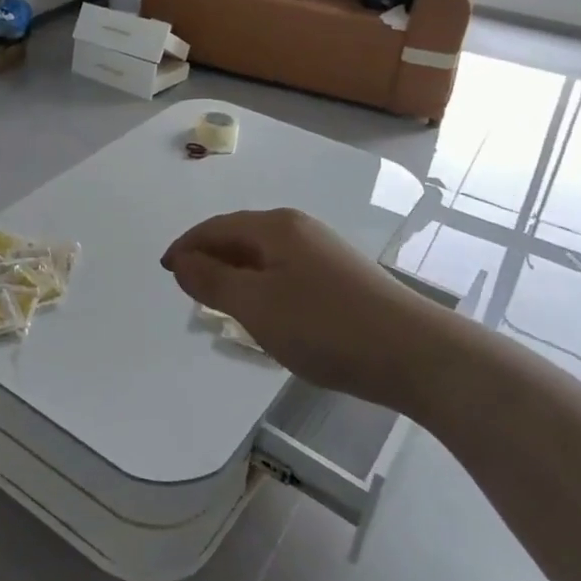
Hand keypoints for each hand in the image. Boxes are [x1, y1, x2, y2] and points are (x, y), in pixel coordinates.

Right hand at [161, 208, 446, 405]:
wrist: (416, 353)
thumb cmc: (325, 326)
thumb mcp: (255, 306)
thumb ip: (211, 281)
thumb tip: (181, 261)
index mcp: (274, 227)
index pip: (216, 228)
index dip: (186, 247)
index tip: (165, 269)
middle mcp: (299, 228)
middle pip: (241, 237)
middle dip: (210, 258)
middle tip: (189, 288)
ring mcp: (324, 251)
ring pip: (265, 256)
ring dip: (237, 274)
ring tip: (223, 303)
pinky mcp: (343, 276)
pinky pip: (286, 271)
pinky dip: (263, 285)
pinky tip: (269, 312)